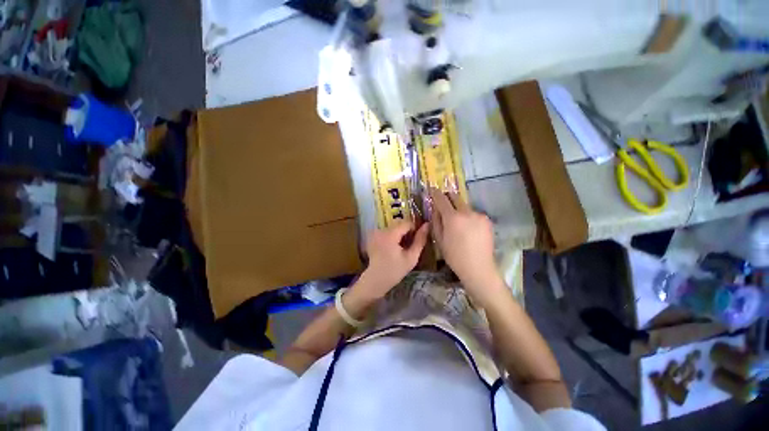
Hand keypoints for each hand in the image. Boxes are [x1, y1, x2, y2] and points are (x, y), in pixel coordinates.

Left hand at [354, 221, 429, 300]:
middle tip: (410, 245)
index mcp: (390, 234)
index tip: (418, 239)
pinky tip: (393, 248)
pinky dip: (392, 236)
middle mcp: (381, 230)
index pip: (407, 223)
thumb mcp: (411, 258)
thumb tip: (427, 225)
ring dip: (400, 234)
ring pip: (393, 227)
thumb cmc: (395, 270)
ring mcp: (375, 233)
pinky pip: (386, 231)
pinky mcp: (373, 236)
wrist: (376, 280)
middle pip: (399, 224)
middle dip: (407, 232)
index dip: (415, 228)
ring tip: (402, 247)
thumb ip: (420, 240)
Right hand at [429, 188, 504, 303]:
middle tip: (444, 203)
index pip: (442, 199)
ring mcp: (479, 215)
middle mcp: (467, 212)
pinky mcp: (487, 220)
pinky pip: (474, 214)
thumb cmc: (454, 256)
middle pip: (456, 197)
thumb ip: (436, 221)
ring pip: (465, 206)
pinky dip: (468, 217)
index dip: (435, 193)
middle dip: (448, 197)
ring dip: (459, 209)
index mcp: (453, 218)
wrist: (478, 268)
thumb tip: (435, 208)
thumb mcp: (439, 240)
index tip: (432, 189)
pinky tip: (469, 229)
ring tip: (458, 223)